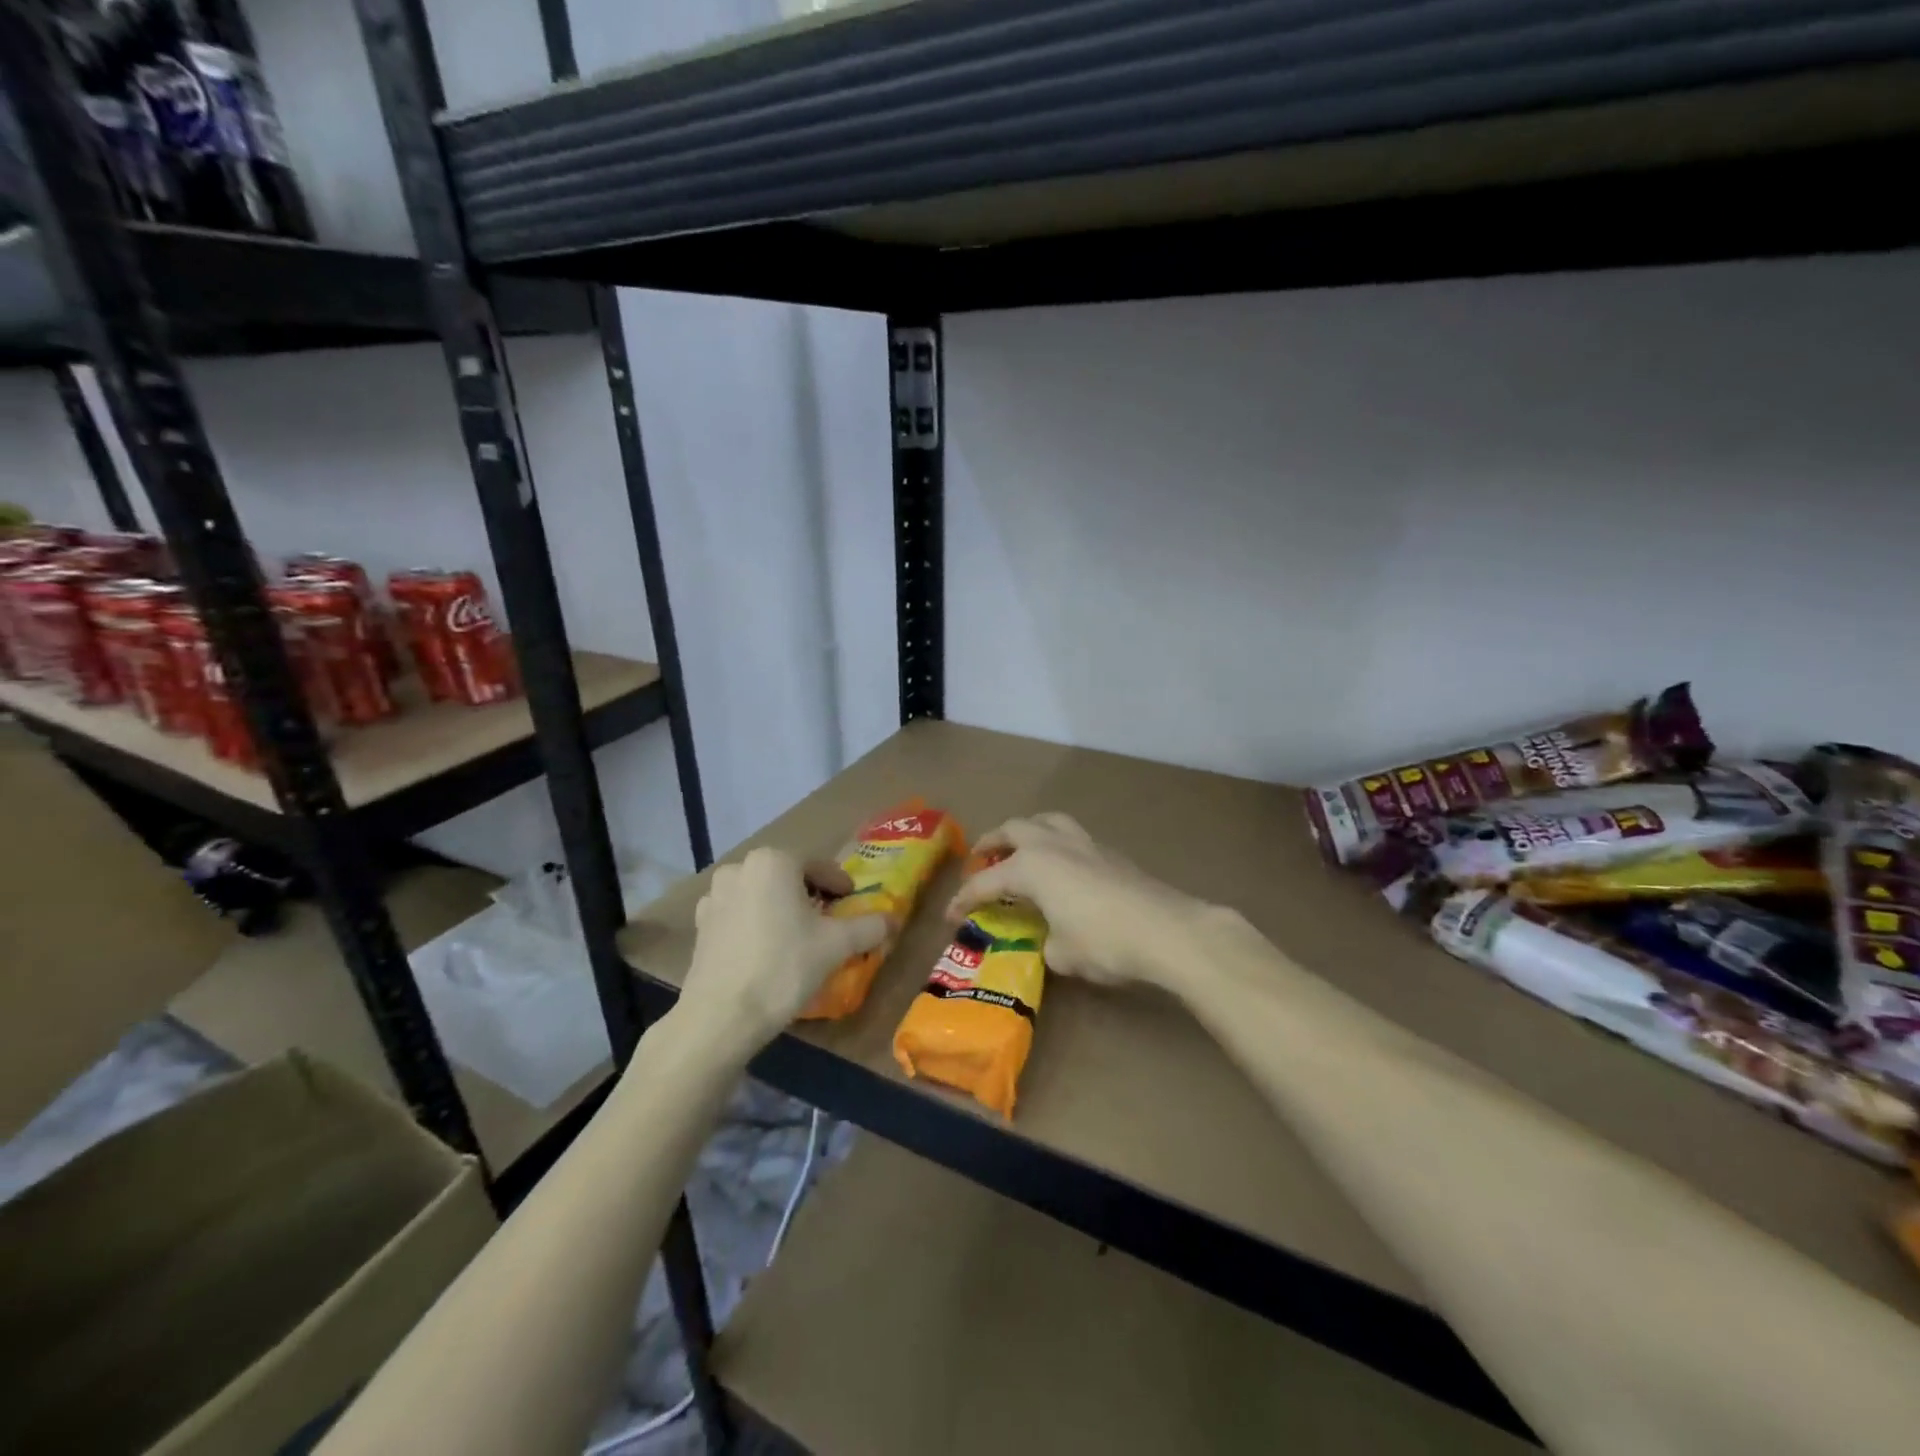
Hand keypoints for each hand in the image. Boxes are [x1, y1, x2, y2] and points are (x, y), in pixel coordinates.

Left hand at [682, 847, 888, 1047]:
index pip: (818, 866)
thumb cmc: (784, 967)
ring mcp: (714, 896)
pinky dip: (756, 923)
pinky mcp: (700, 924)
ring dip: (781, 907)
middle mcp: (740, 868)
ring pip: (761, 894)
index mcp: (774, 861)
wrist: (721, 1016)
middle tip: (828, 920)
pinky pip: (739, 914)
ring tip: (797, 936)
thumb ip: (869, 926)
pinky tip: (766, 950)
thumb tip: (892, 920)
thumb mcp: (836, 945)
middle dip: (809, 894)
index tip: (851, 903)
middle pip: (787, 876)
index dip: (840, 885)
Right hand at [945, 813, 1225, 993]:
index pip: (986, 882)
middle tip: (979, 859)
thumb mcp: (1062, 954)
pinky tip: (1062, 867)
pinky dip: (1056, 843)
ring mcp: (1084, 843)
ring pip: (1046, 820)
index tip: (951, 915)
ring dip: (1026, 831)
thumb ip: (1046, 942)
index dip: (964, 899)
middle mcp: (1052, 845)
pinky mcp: (1110, 852)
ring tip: (1020, 849)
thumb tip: (1051, 940)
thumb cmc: (1104, 942)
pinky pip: (1072, 836)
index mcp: (1031, 867)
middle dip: (991, 843)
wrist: (1166, 930)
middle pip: (1013, 829)